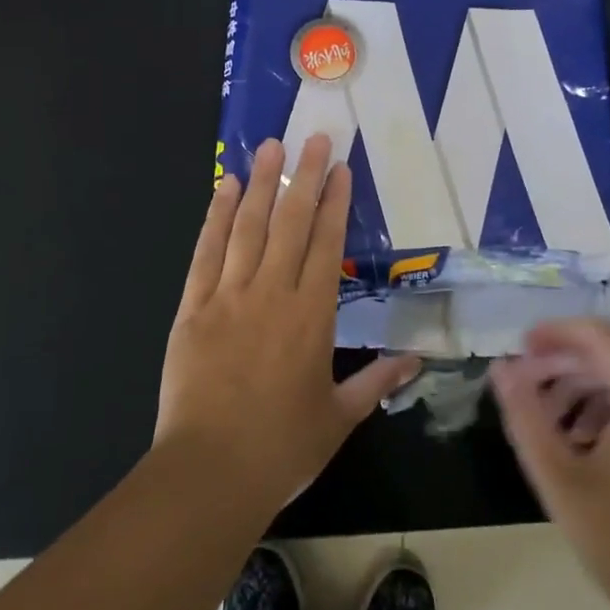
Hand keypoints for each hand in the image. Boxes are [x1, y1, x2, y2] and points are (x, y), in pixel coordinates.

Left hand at [156, 134, 419, 512]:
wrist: (210, 472)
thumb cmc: (283, 448)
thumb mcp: (339, 416)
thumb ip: (377, 380)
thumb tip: (417, 360)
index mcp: (313, 316)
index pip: (328, 245)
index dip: (334, 203)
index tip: (340, 167)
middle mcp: (273, 294)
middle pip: (290, 223)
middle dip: (303, 177)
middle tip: (311, 137)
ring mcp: (228, 297)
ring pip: (248, 228)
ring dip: (260, 184)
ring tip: (269, 147)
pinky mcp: (192, 308)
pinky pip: (206, 253)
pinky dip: (215, 218)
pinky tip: (223, 188)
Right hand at [490, 320, 609, 609]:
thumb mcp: (563, 481)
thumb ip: (527, 417)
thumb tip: (502, 368)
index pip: (597, 334)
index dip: (553, 334)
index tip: (517, 350)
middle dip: (564, 368)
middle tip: (525, 394)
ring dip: (585, 393)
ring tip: (550, 429)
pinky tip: (587, 451)